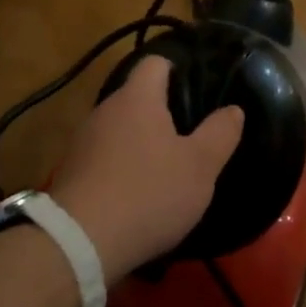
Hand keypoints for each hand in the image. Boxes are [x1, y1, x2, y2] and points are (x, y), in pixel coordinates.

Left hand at [47, 56, 244, 283]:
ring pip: (121, 128)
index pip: (156, 62)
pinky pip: (106, 157)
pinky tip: (141, 192)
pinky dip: (124, 166)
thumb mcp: (200, 166)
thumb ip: (220, 133)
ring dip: (143, 141)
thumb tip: (233, 109)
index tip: (201, 89)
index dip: (180, 69)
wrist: (79, 243)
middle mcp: (105, 110)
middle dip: (164, 111)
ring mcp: (83, 142)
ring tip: (169, 166)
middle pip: (138, 97)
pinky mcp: (72, 172)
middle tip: (194, 133)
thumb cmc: (148, 193)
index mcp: (137, 98)